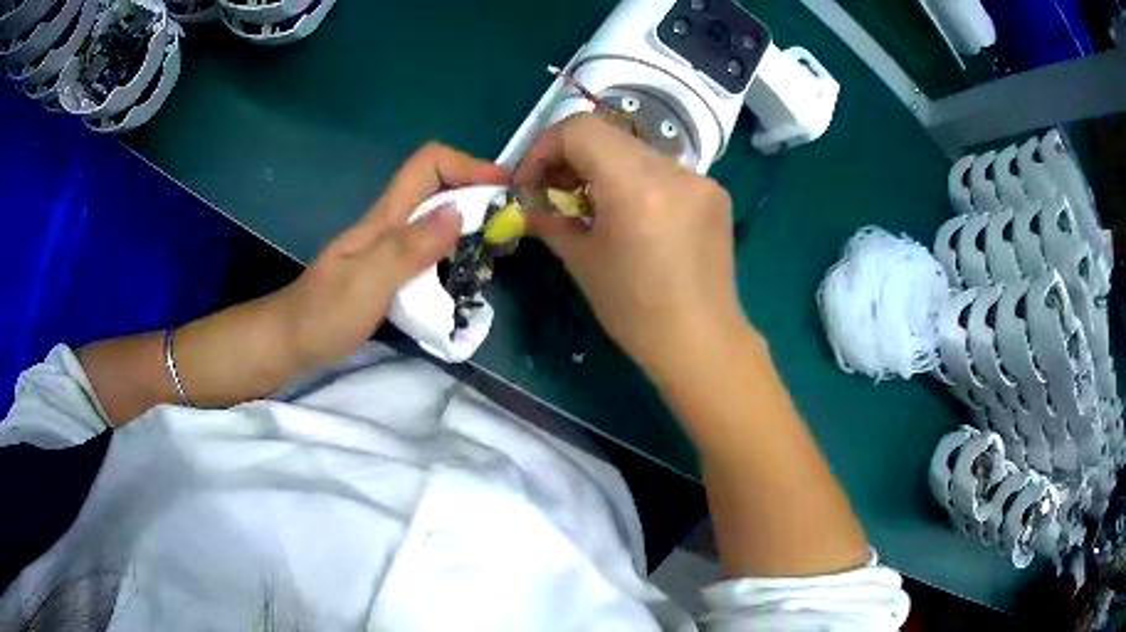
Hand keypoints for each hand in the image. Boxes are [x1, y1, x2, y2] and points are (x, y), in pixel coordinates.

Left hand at [276, 143, 508, 370]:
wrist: (290, 342)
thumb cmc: (323, 314)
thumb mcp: (366, 282)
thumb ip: (409, 248)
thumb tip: (459, 212)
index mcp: (385, 218)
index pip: (428, 164)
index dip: (468, 165)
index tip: (503, 190)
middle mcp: (390, 224)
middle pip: (438, 186)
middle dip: (477, 194)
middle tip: (508, 227)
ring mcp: (389, 248)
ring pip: (437, 217)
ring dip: (471, 224)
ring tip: (496, 253)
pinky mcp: (390, 271)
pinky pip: (430, 248)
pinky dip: (455, 253)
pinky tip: (466, 277)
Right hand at [517, 114, 745, 375]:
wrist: (701, 342)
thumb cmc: (635, 310)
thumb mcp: (581, 261)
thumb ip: (549, 220)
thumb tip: (525, 205)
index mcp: (636, 185)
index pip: (579, 129)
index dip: (545, 147)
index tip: (532, 182)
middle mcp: (673, 170)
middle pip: (607, 136)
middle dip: (571, 158)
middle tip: (554, 193)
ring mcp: (700, 179)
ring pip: (636, 152)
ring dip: (604, 169)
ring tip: (592, 207)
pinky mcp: (715, 193)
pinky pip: (663, 172)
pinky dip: (637, 182)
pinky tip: (634, 217)